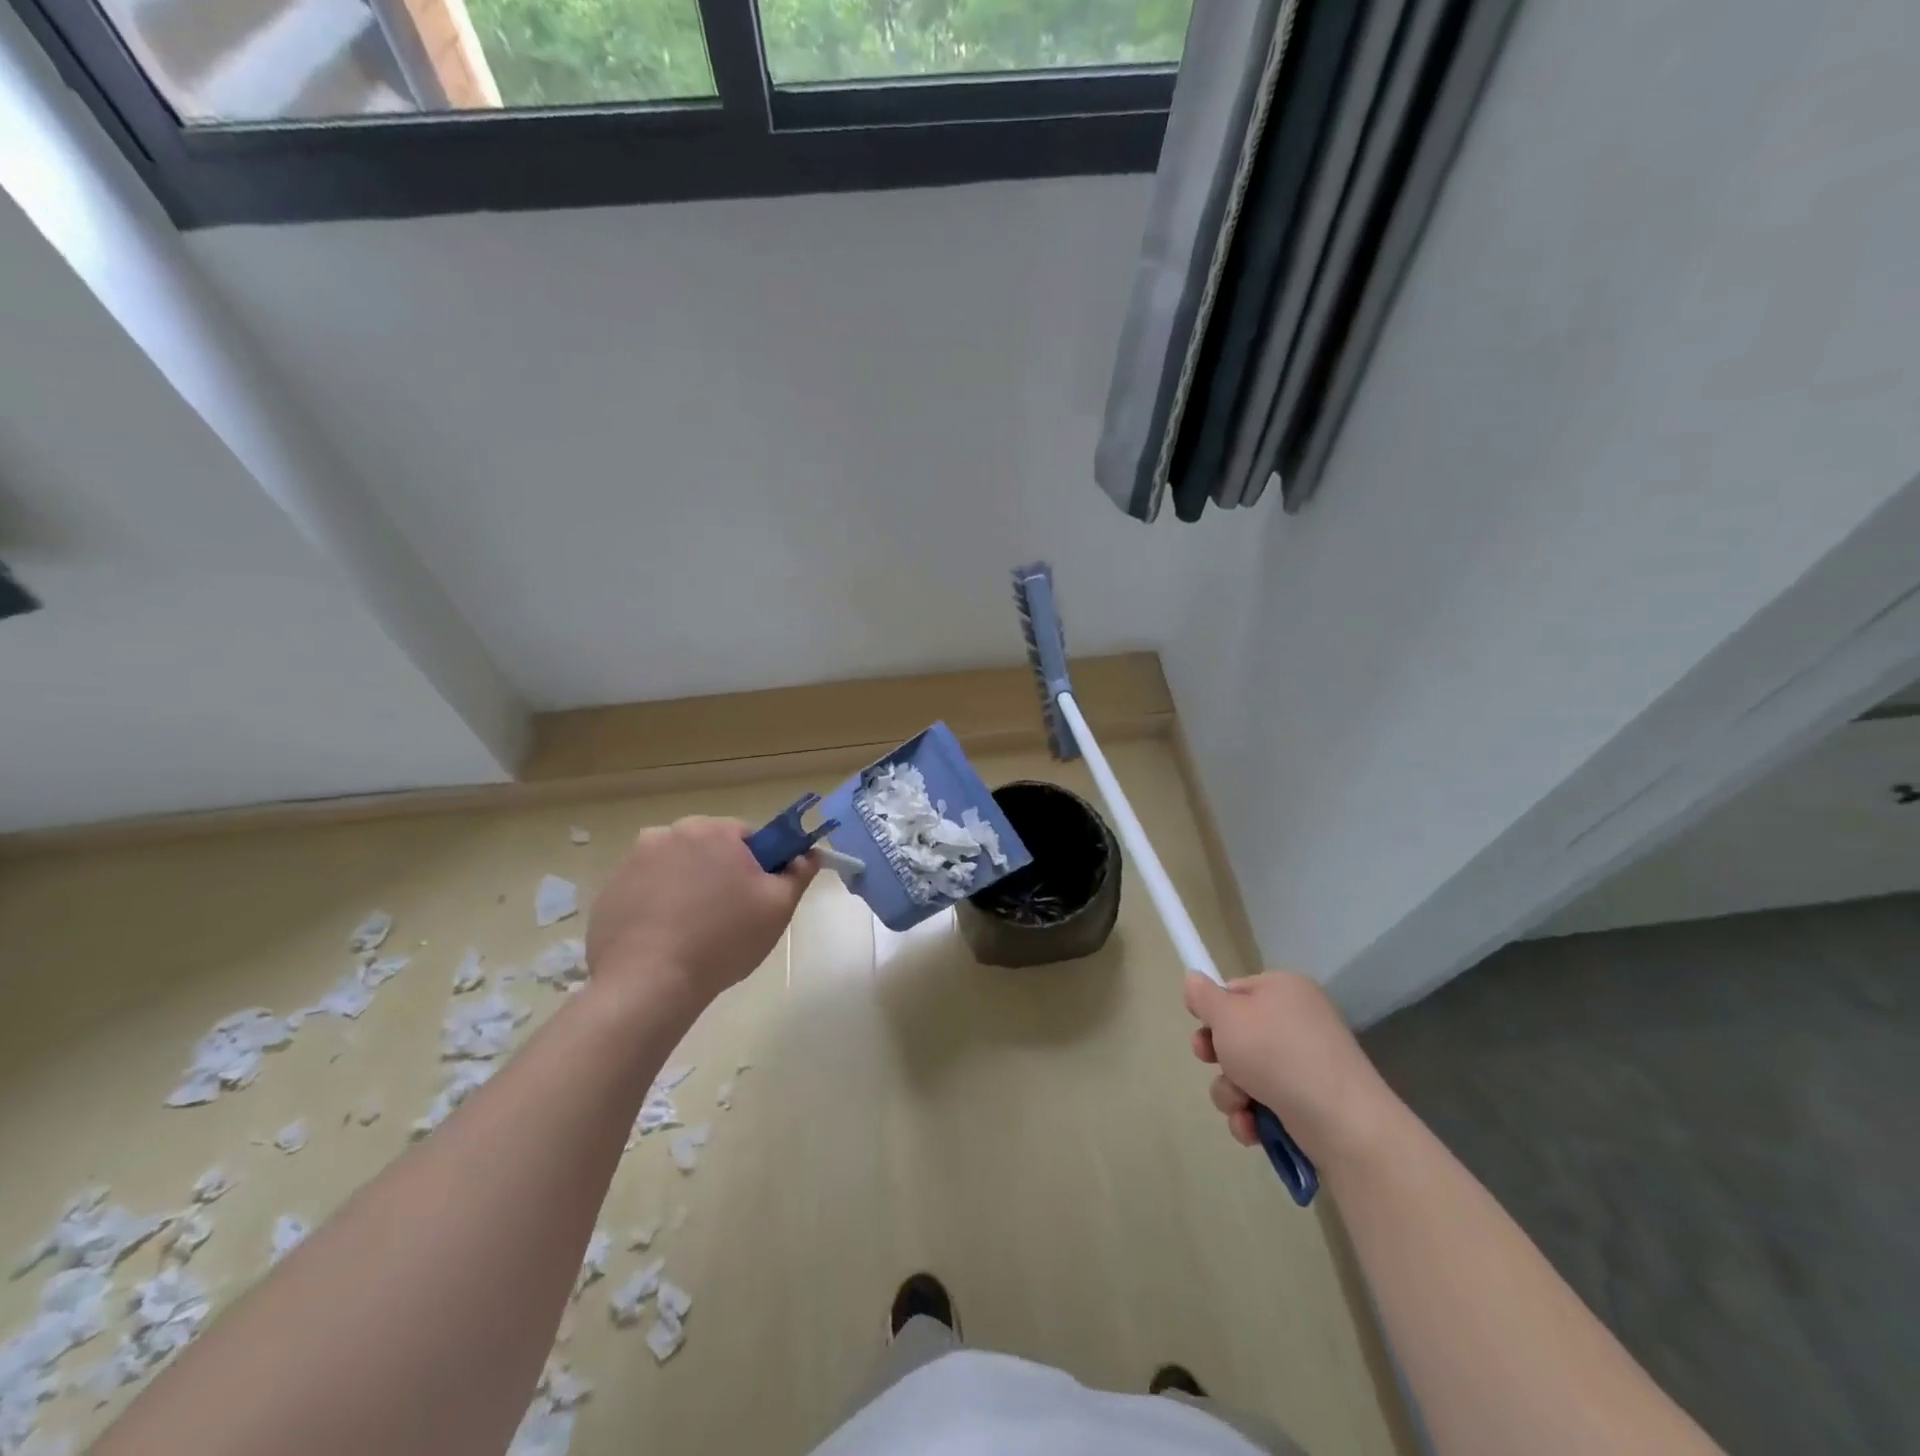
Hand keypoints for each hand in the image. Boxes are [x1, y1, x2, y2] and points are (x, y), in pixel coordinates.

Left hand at [588, 816, 816, 1008]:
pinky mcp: (609, 893)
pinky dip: (657, 907)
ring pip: (675, 869)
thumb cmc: (723, 939)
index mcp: (711, 830)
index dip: (758, 866)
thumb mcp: (778, 908)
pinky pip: (646, 891)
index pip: (747, 836)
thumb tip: (809, 854)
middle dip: (720, 874)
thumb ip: (798, 873)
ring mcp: (632, 862)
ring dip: (688, 888)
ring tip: (694, 933)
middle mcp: (668, 834)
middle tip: (729, 918)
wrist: (647, 984)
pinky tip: (665, 940)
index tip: (756, 897)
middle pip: (708, 849)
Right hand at [1183, 970, 1396, 1167]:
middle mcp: (1298, 1021)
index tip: (1200, 1028)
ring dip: (1232, 1092)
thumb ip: (1204, 996)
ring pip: (1246, 1073)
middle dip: (1218, 1056)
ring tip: (1241, 1106)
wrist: (1343, 1123)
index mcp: (1284, 989)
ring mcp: (1307, 1064)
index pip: (1235, 991)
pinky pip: (1266, 1102)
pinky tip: (1253, 1128)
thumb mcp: (1228, 1016)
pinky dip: (1253, 1116)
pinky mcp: (1311, 1103)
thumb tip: (1193, 979)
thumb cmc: (1277, 1055)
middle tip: (1211, 1062)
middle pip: (1238, 1034)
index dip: (1213, 1011)